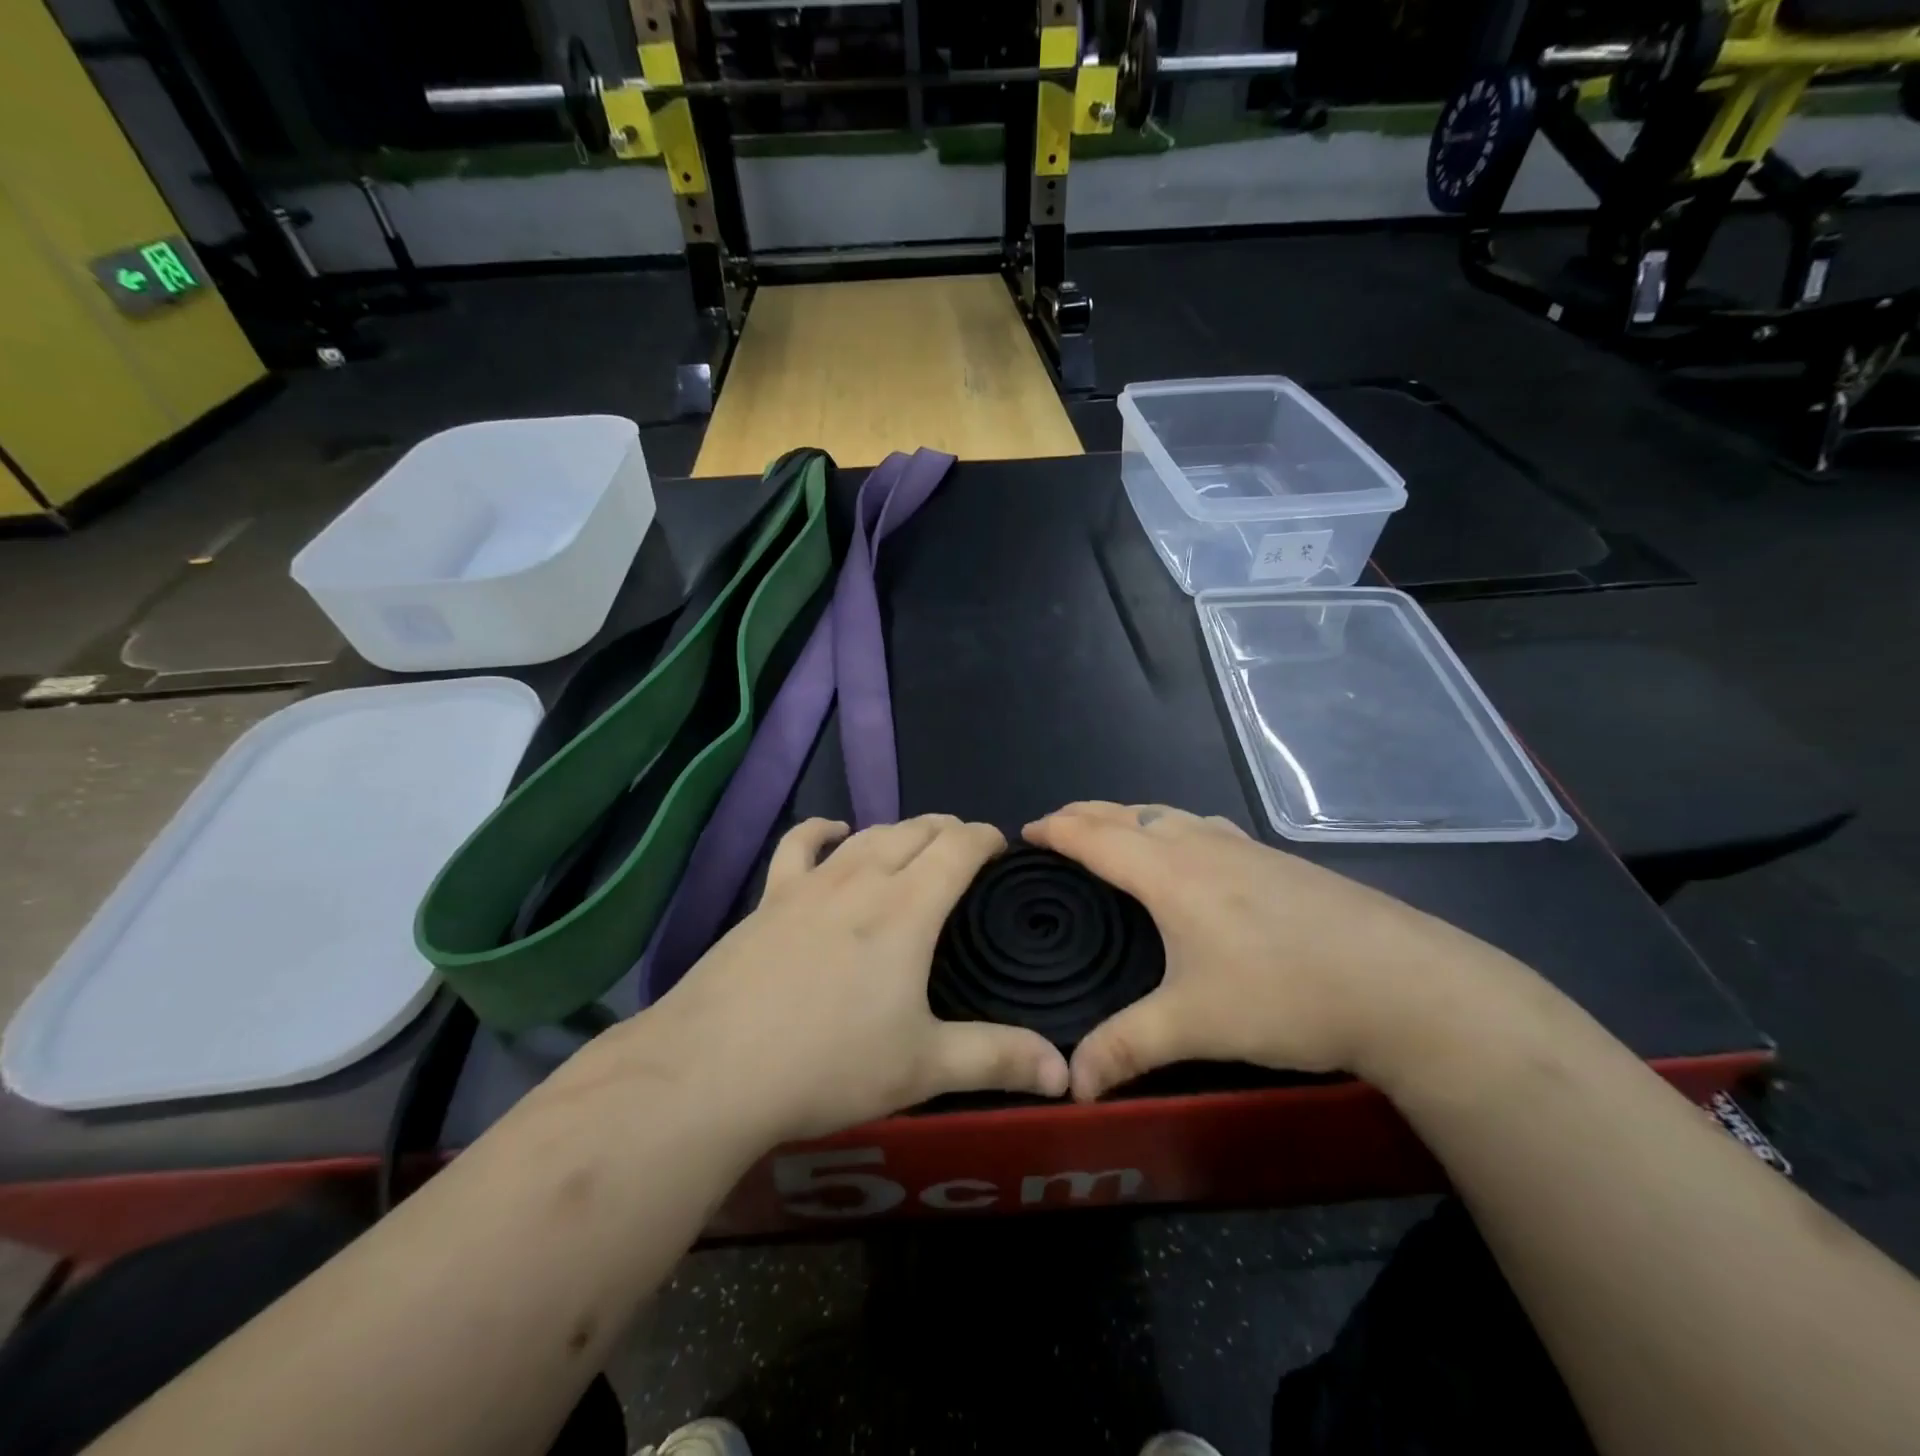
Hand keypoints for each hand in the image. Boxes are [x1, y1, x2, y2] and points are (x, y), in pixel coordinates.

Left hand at [613, 815, 1068, 1145]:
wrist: (711, 1069)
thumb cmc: (828, 1065)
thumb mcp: (923, 1067)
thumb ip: (997, 1060)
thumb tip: (1065, 1074)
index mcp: (907, 908)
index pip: (958, 848)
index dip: (986, 838)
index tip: (1003, 846)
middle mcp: (862, 879)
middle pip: (915, 830)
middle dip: (948, 828)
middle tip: (966, 845)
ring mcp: (810, 884)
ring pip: (867, 834)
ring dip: (900, 828)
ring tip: (917, 838)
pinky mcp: (769, 899)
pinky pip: (799, 846)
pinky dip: (822, 830)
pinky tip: (832, 829)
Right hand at [1025, 802, 1506, 1098]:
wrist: (1404, 984)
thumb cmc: (1285, 994)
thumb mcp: (1196, 1025)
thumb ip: (1125, 1048)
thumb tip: (1069, 1086)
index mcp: (1168, 872)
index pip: (1094, 835)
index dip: (1055, 829)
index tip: (1024, 833)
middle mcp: (1199, 845)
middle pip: (1128, 814)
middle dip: (1084, 814)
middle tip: (1055, 828)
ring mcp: (1243, 847)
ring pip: (1168, 814)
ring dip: (1129, 816)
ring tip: (1110, 833)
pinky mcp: (1276, 860)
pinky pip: (1202, 826)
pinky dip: (1171, 825)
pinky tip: (1188, 851)